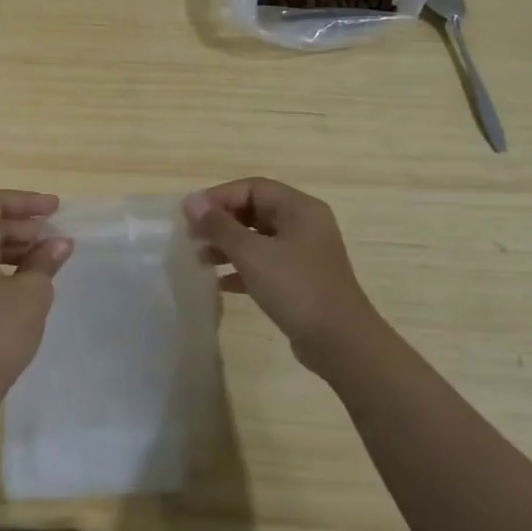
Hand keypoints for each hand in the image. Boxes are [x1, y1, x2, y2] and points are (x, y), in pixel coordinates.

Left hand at [0, 189, 71, 408]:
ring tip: (47, 255)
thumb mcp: (31, 293)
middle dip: (22, 225)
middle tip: (55, 234)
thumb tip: (60, 243)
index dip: (25, 201)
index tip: (56, 208)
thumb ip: (45, 261)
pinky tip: (28, 277)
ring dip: (14, 245)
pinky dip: (2, 264)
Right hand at [184, 178, 385, 373]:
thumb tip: (191, 202)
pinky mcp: (300, 280)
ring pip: (258, 239)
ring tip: (200, 259)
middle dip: (222, 222)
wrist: (340, 342)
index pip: (253, 188)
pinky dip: (242, 268)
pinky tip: (219, 283)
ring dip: (228, 246)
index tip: (191, 215)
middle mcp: (304, 225)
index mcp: (299, 208)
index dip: (219, 197)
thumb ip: (220, 227)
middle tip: (192, 237)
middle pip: (255, 211)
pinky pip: (265, 264)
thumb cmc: (296, 288)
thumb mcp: (252, 254)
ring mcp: (304, 253)